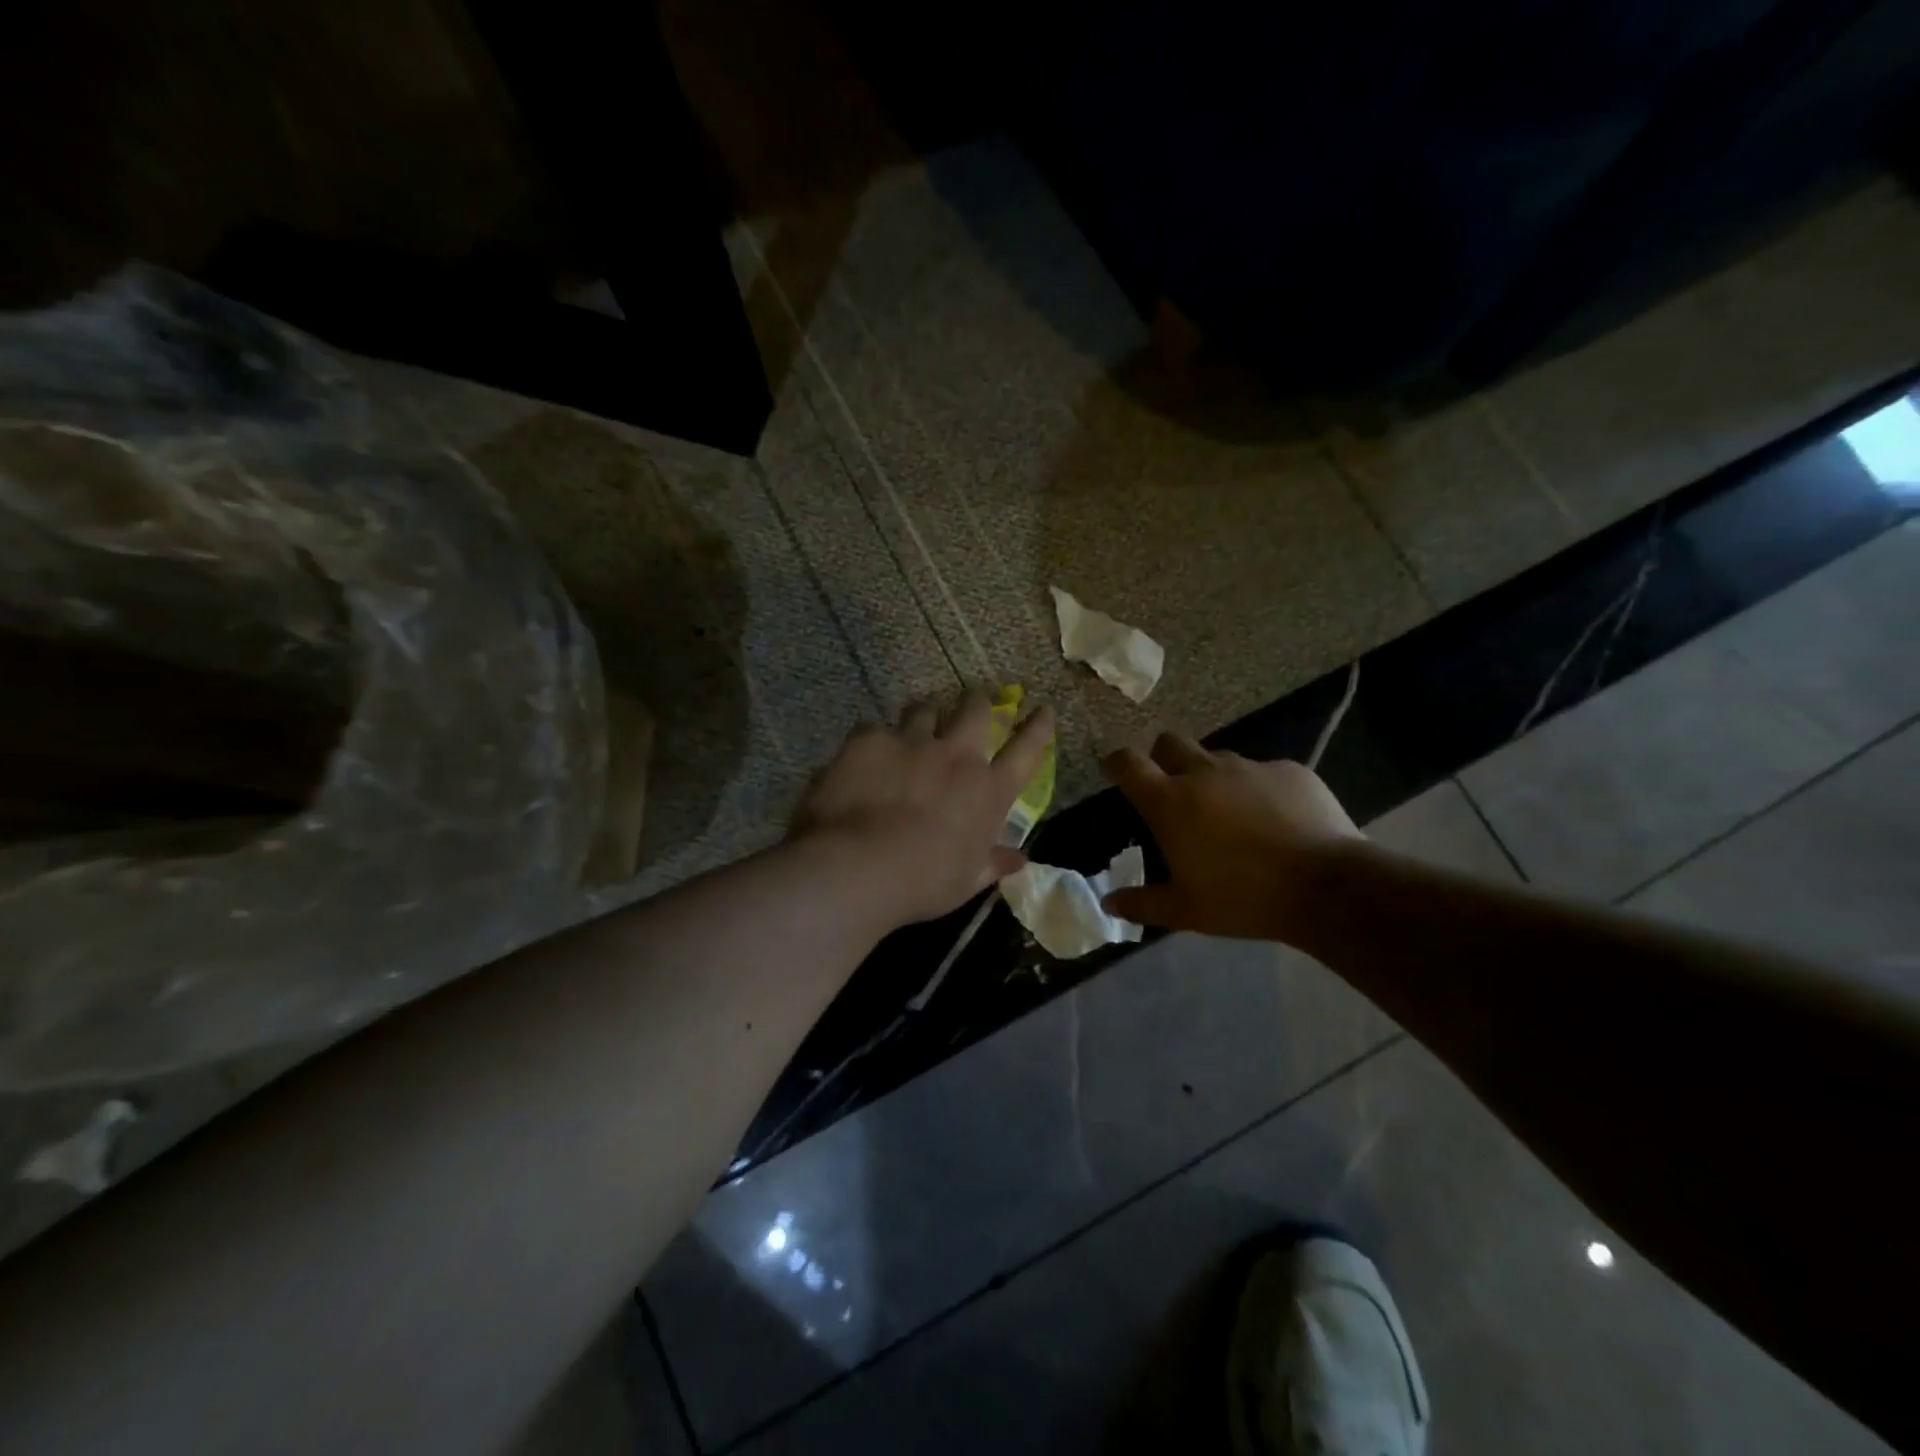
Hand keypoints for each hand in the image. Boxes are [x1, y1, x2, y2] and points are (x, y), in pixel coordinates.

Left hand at [792, 691, 1054, 926]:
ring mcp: (913, 742)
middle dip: (976, 702)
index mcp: (989, 791)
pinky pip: (874, 729)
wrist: (861, 867)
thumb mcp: (966, 881)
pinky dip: (873, 742)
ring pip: (924, 710)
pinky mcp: (871, 740)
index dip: (1038, 727)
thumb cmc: (924, 883)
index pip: (1027, 750)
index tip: (1043, 710)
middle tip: (971, 702)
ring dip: (922, 717)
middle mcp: (957, 757)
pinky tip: (861, 758)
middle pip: (975, 710)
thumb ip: (993, 864)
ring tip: (913, 726)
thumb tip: (1019, 860)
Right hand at [1101, 733, 1361, 940]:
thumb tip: (1108, 903)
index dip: (1116, 763)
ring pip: (1218, 758)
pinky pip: (1263, 772)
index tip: (1115, 770)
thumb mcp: (1186, 911)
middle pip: (1170, 742)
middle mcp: (1204, 773)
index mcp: (1170, 801)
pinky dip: (1259, 790)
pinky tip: (1276, 819)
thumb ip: (1142, 904)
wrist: (1326, 886)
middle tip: (1173, 789)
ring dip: (1213, 777)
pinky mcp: (1289, 770)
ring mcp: (1249, 767)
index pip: (1128, 764)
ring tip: (1229, 812)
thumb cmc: (1242, 898)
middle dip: (1163, 757)